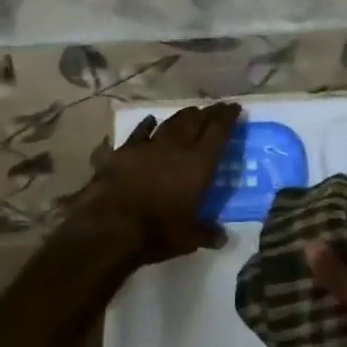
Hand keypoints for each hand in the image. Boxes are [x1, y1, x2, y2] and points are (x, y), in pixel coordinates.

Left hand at [64, 103, 240, 266]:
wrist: (111, 225)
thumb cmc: (158, 231)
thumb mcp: (189, 238)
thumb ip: (207, 233)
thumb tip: (223, 239)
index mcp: (199, 163)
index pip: (219, 131)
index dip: (228, 117)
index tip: (235, 107)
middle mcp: (177, 146)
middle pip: (196, 120)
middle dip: (208, 113)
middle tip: (216, 109)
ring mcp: (150, 145)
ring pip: (171, 122)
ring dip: (183, 116)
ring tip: (191, 112)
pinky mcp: (125, 150)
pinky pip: (140, 131)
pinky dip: (147, 125)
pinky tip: (150, 120)